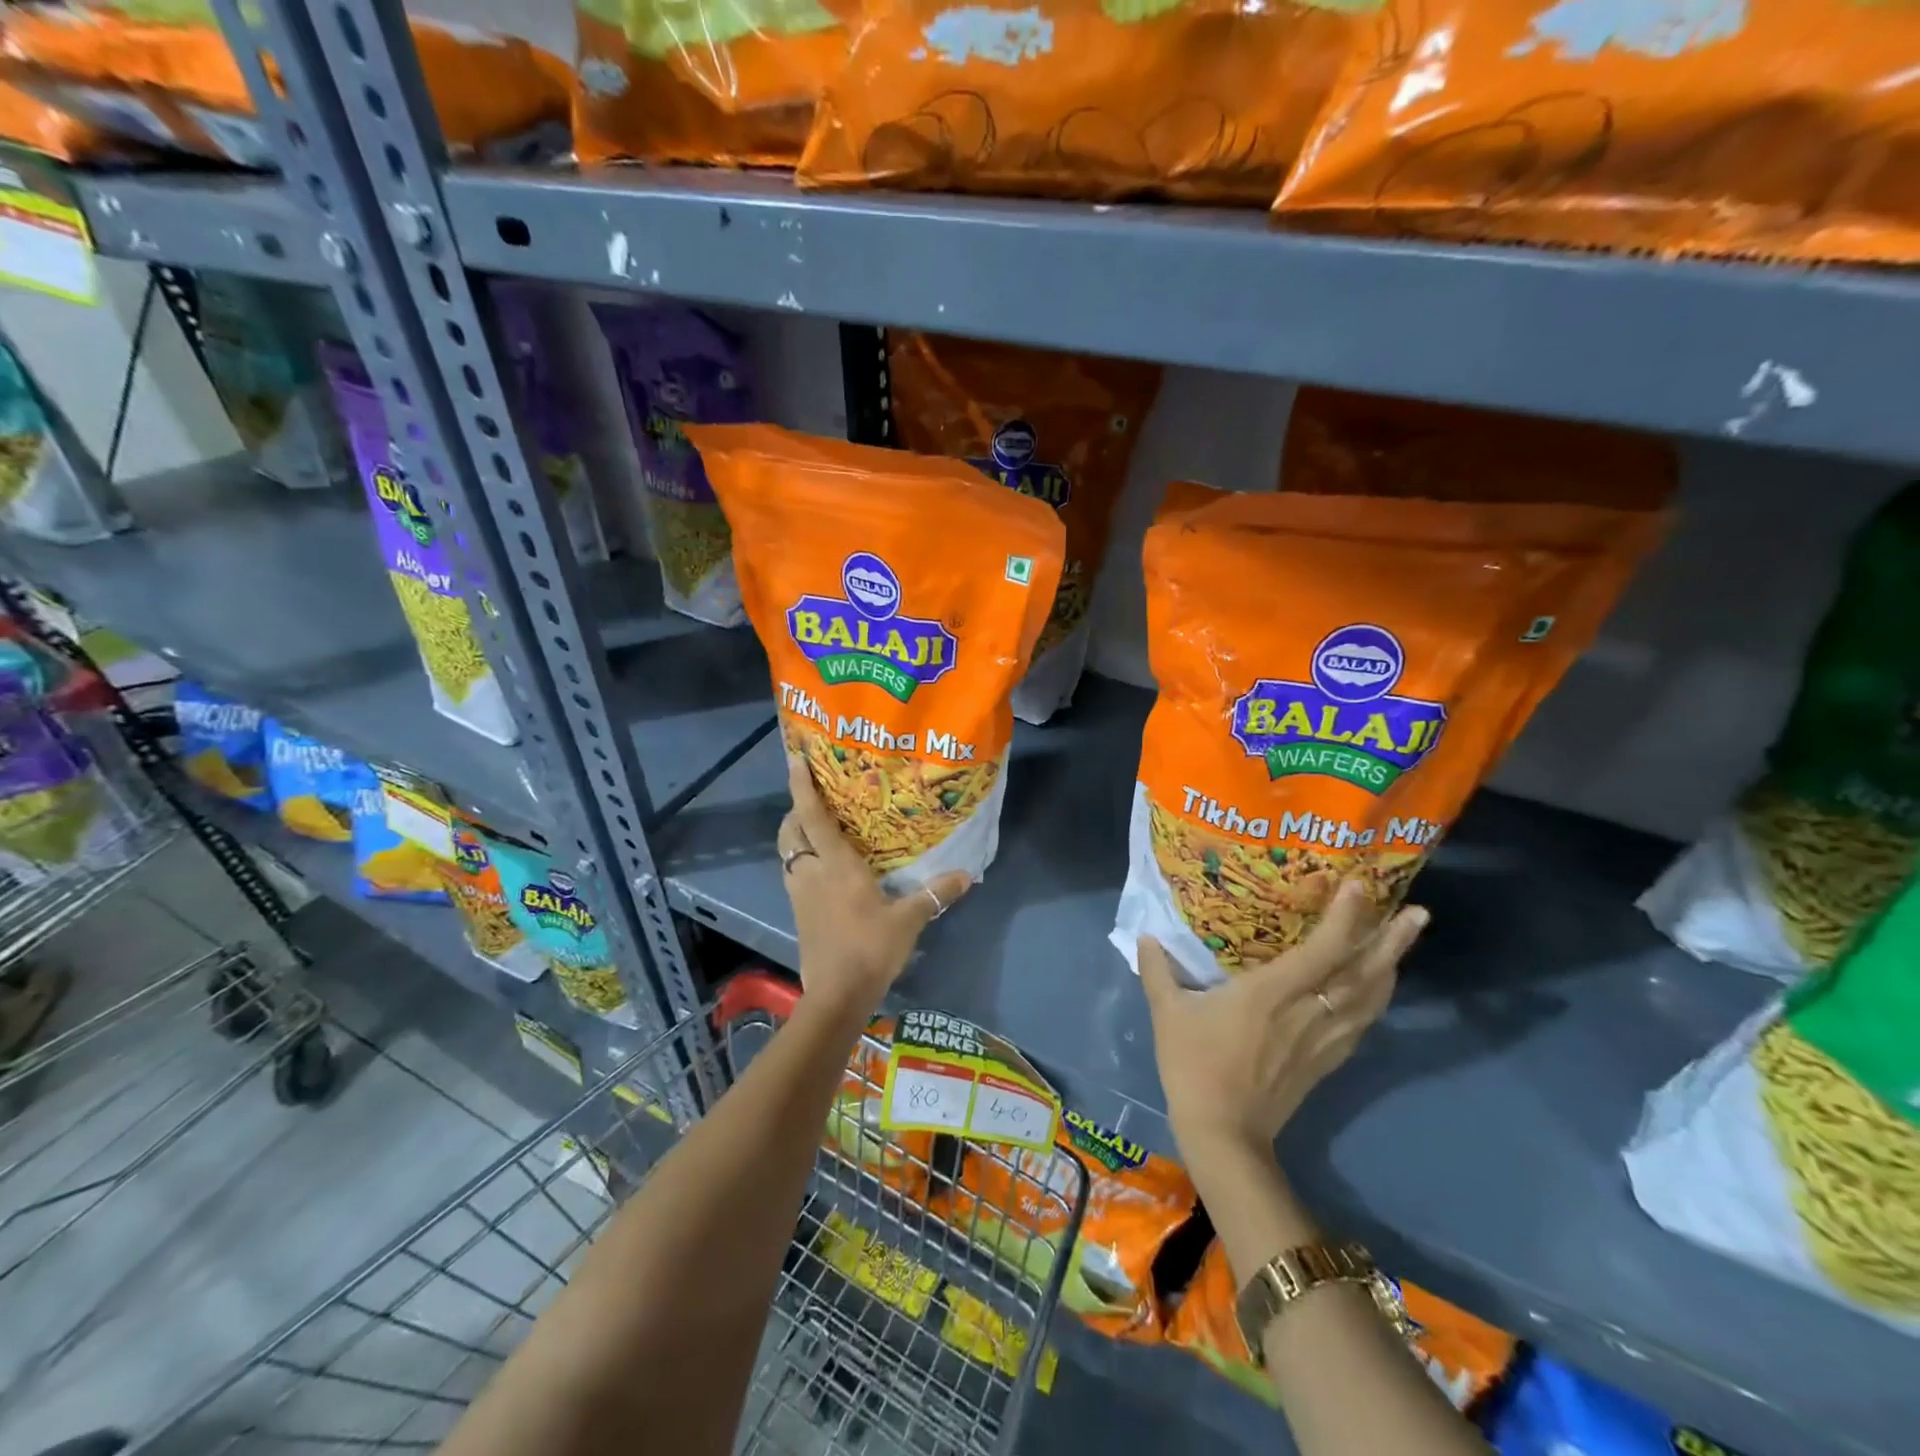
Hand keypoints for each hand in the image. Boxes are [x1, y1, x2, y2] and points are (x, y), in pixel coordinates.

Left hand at [777, 754, 971, 1018]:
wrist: (836, 995)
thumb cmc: (870, 949)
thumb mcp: (908, 921)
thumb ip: (934, 895)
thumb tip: (967, 875)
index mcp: (836, 866)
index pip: (813, 817)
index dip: (803, 787)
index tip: (795, 759)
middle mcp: (812, 873)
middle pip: (790, 831)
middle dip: (795, 810)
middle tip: (815, 798)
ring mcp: (800, 894)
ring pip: (787, 852)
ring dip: (795, 835)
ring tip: (817, 828)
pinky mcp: (798, 913)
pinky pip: (793, 873)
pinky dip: (800, 860)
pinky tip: (821, 868)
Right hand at [1139, 883, 1427, 1163]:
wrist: (1223, 1132)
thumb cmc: (1193, 1065)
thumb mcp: (1167, 1013)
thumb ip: (1157, 970)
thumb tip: (1145, 935)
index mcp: (1270, 993)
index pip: (1320, 951)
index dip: (1343, 919)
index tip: (1358, 886)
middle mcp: (1306, 1011)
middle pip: (1359, 973)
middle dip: (1390, 941)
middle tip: (1419, 912)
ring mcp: (1321, 1039)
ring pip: (1368, 998)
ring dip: (1391, 966)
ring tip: (1406, 938)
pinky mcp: (1325, 1060)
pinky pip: (1360, 1023)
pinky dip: (1377, 999)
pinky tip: (1379, 987)